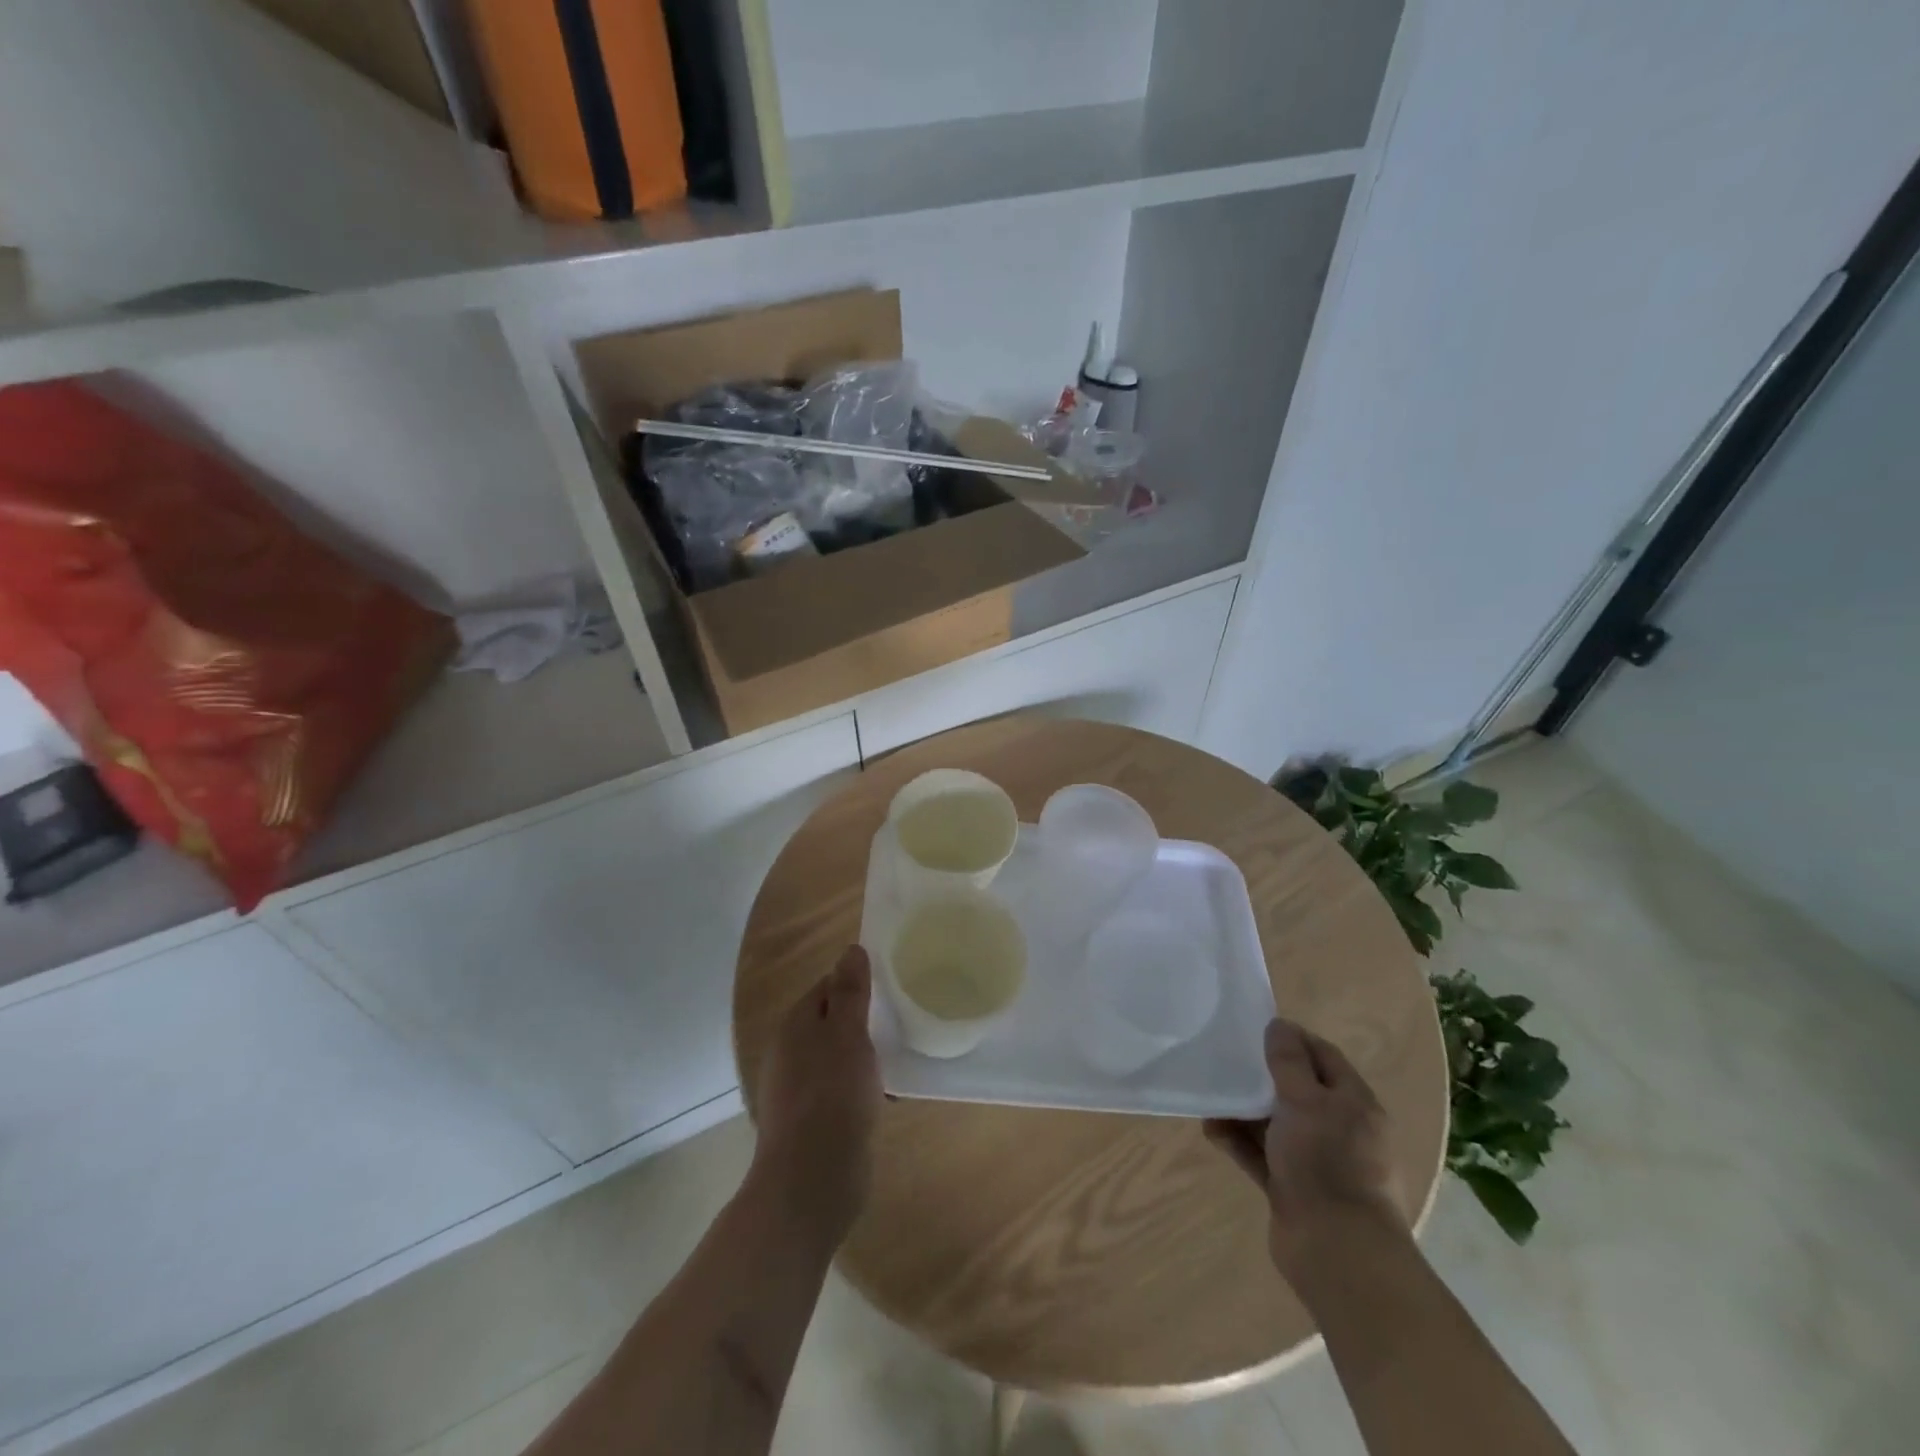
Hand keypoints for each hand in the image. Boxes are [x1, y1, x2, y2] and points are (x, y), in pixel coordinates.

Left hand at [751, 945, 881, 1245]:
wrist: (810, 1181)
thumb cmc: (833, 1096)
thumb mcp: (848, 1034)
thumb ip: (851, 992)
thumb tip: (851, 949)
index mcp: (795, 1025)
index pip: (826, 987)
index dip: (856, 983)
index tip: (890, 987)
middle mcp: (789, 1053)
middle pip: (830, 1022)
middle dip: (863, 1020)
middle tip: (901, 1020)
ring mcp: (797, 1090)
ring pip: (836, 1057)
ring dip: (863, 1055)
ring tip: (899, 1056)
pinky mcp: (810, 1122)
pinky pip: (839, 1090)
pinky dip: (860, 1087)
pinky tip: (885, 1095)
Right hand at [1205, 1018, 1403, 1274]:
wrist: (1337, 1252)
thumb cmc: (1326, 1162)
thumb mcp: (1306, 1101)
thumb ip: (1289, 1062)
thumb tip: (1279, 1025)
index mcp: (1354, 1103)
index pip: (1323, 1056)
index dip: (1292, 1039)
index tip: (1255, 1029)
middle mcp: (1339, 1129)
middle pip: (1296, 1090)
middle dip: (1260, 1076)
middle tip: (1225, 1060)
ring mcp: (1316, 1161)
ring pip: (1274, 1123)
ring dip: (1243, 1110)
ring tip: (1210, 1098)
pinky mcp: (1293, 1188)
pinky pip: (1261, 1154)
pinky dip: (1238, 1141)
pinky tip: (1211, 1131)